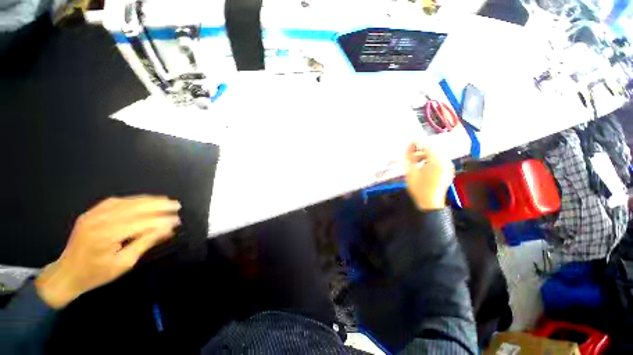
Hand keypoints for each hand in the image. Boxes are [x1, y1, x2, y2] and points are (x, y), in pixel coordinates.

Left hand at [35, 196, 180, 308]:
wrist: (66, 274)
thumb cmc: (96, 274)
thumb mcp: (124, 263)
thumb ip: (145, 243)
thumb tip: (167, 230)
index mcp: (105, 236)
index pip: (140, 223)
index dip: (161, 221)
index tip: (177, 221)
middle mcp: (99, 221)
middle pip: (134, 208)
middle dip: (158, 206)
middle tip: (176, 205)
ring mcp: (93, 214)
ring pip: (126, 202)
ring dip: (148, 200)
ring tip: (165, 201)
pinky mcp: (91, 212)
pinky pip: (115, 201)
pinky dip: (133, 200)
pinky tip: (143, 201)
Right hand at [405, 143, 454, 210]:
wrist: (429, 203)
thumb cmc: (419, 188)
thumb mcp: (411, 172)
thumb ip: (410, 157)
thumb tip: (409, 144)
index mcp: (437, 162)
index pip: (428, 146)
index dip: (418, 142)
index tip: (409, 142)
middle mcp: (446, 162)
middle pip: (433, 149)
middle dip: (421, 149)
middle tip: (410, 153)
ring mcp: (448, 166)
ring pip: (436, 154)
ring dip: (425, 155)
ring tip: (415, 161)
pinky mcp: (448, 170)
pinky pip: (439, 160)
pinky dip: (430, 159)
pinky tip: (422, 165)